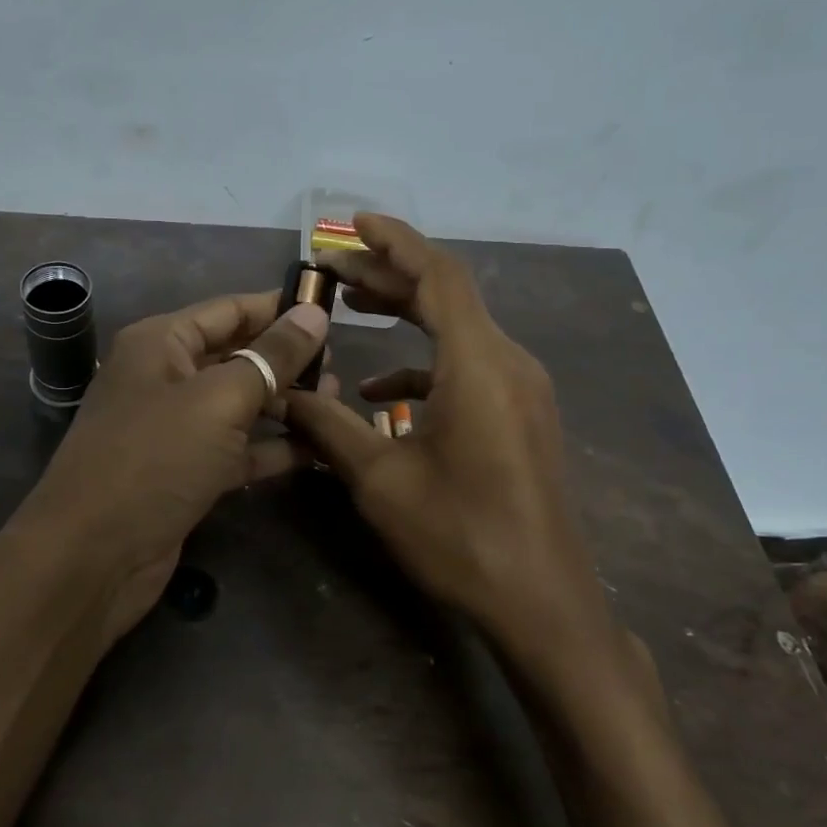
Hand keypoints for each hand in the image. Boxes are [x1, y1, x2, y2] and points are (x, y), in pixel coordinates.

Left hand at [25, 291, 331, 647]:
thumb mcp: (219, 400)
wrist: (94, 557)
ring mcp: (175, 429)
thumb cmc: (155, 459)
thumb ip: (271, 356)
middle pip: (236, 356)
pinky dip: (272, 448)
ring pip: (240, 404)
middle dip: (286, 360)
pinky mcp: (187, 473)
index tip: (332, 311)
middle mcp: (166, 378)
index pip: (230, 310)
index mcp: (161, 343)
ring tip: (336, 402)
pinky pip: (237, 449)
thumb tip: (315, 313)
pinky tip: (316, 449)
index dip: (279, 308)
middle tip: (340, 366)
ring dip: (285, 404)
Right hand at [283, 216, 623, 671]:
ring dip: (406, 316)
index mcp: (478, 364)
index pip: (438, 275)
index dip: (395, 241)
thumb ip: (329, 428)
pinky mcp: (521, 416)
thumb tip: (284, 396)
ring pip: (458, 330)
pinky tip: (384, 394)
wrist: (543, 602)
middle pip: (447, 296)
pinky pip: (469, 368)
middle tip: (334, 270)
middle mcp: (508, 363)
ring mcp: (521, 390)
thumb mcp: (380, 481)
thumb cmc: (461, 537)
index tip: (353, 223)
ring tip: (352, 309)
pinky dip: (424, 365)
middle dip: (389, 276)